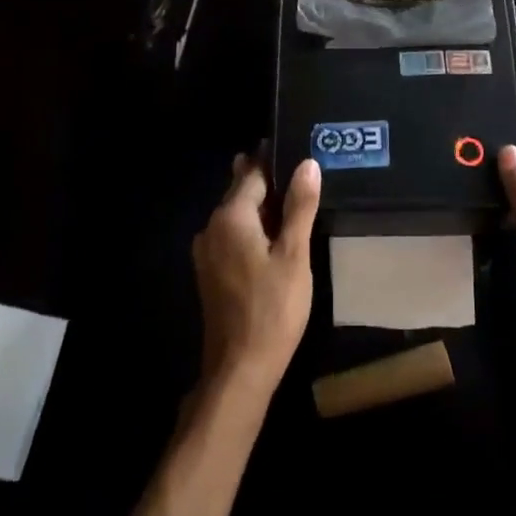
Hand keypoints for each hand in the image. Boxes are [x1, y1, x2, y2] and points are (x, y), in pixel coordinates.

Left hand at [192, 152, 320, 401]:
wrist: (239, 369)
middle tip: (298, 167)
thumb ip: (299, 207)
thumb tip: (307, 163)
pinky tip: (273, 233)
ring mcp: (207, 251)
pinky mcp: (210, 272)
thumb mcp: (294, 255)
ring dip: (260, 203)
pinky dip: (252, 226)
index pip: (252, 173)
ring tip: (291, 195)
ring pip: (236, 214)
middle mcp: (211, 227)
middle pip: (240, 191)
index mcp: (230, 217)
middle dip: (266, 178)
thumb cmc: (272, 309)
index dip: (274, 159)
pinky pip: (232, 234)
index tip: (294, 145)